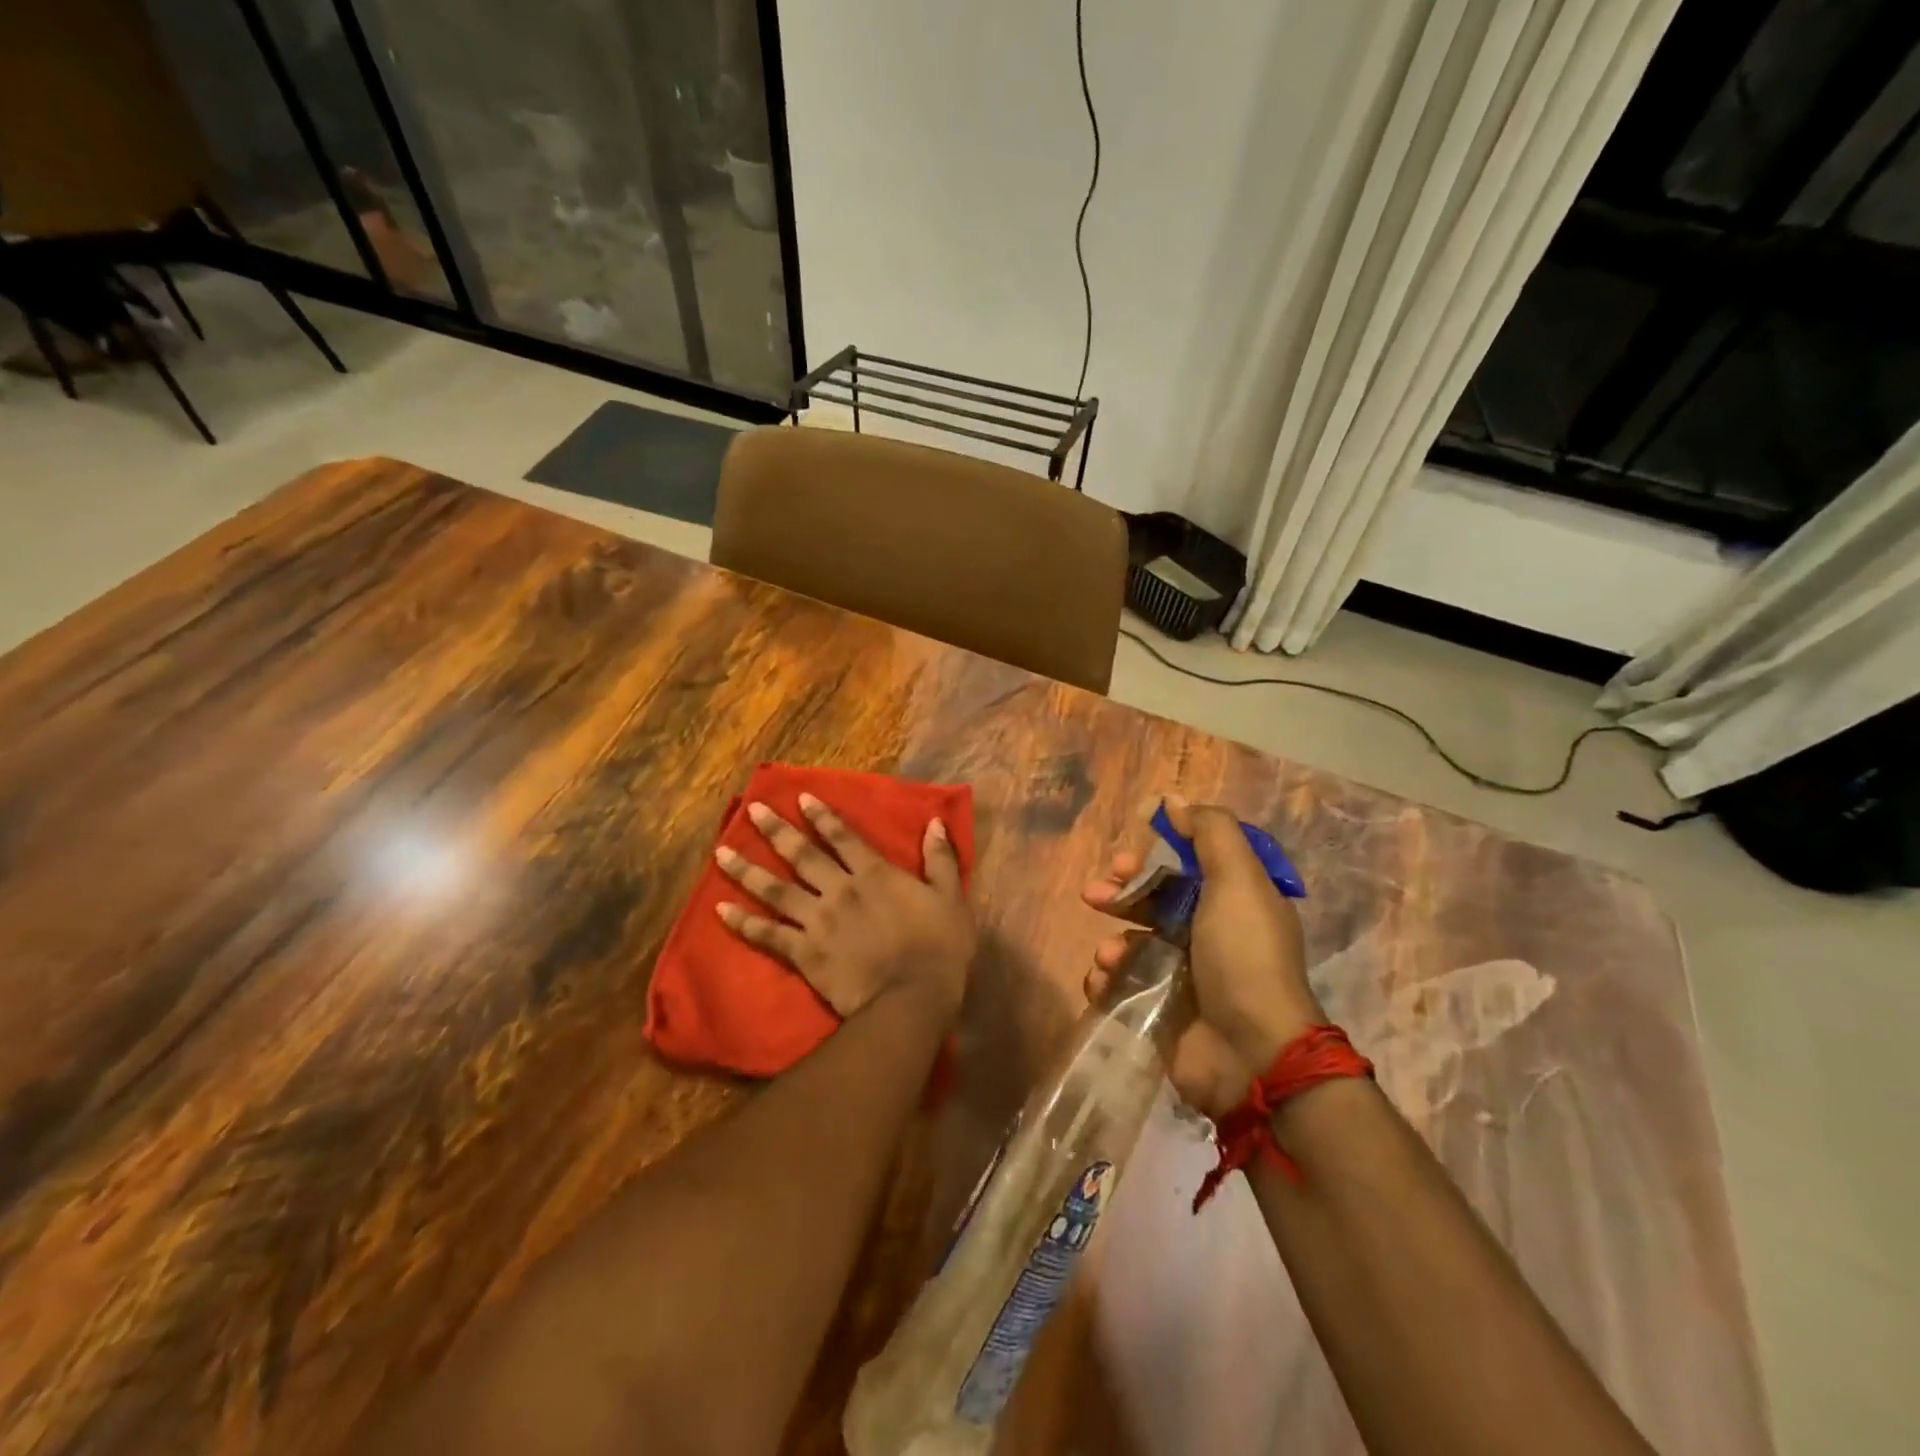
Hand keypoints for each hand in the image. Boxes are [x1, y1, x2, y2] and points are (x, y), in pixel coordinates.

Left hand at [715, 794, 975, 1022]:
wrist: (912, 999)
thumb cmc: (938, 949)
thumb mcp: (951, 898)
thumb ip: (941, 859)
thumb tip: (935, 823)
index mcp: (874, 874)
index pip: (843, 837)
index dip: (822, 816)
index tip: (799, 798)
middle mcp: (839, 890)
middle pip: (802, 855)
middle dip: (776, 830)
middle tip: (751, 810)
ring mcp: (818, 921)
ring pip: (776, 890)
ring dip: (746, 869)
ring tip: (720, 852)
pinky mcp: (804, 953)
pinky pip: (768, 935)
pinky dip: (743, 923)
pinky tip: (719, 910)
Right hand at [1082, 799, 1322, 1117]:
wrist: (1251, 1053)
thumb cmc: (1243, 956)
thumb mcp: (1237, 880)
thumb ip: (1210, 832)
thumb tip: (1175, 798)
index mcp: (1231, 903)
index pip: (1184, 868)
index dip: (1151, 857)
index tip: (1125, 858)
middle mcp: (1208, 936)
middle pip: (1152, 902)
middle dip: (1120, 894)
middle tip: (1096, 894)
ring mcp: (1183, 978)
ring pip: (1132, 944)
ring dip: (1113, 943)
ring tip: (1111, 957)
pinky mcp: (1160, 1014)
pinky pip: (1121, 987)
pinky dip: (1106, 982)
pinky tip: (1104, 982)